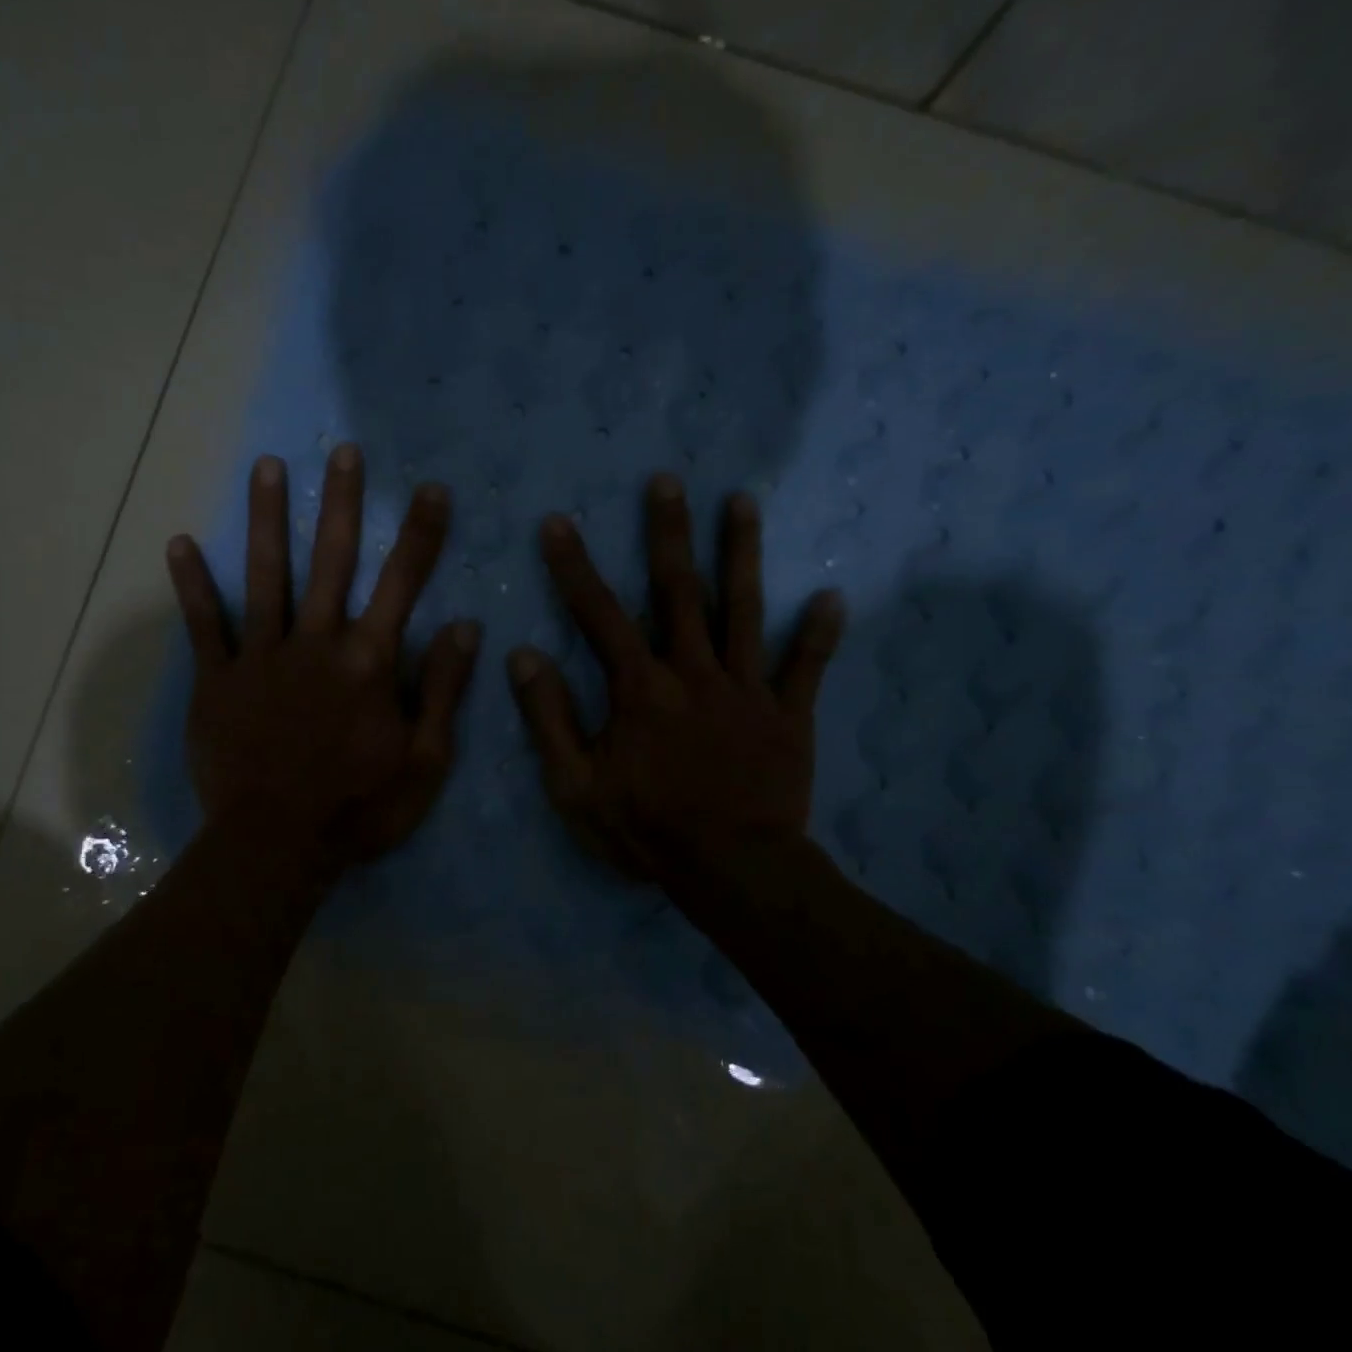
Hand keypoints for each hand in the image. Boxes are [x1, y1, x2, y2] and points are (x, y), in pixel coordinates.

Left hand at [165, 445, 480, 871]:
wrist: (277, 845)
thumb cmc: (360, 808)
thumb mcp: (425, 760)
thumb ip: (444, 690)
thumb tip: (465, 627)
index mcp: (369, 661)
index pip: (403, 583)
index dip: (421, 534)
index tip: (431, 489)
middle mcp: (317, 642)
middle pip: (332, 560)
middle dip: (342, 503)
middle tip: (343, 451)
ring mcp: (262, 657)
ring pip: (266, 575)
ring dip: (268, 519)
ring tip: (267, 467)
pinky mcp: (218, 680)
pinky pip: (205, 625)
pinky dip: (193, 585)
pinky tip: (182, 543)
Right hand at [508, 473, 844, 881]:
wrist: (732, 871)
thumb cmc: (646, 828)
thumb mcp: (575, 785)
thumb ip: (548, 718)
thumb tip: (522, 656)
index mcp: (640, 688)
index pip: (599, 615)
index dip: (573, 568)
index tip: (557, 524)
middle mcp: (693, 672)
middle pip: (679, 591)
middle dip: (668, 532)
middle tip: (667, 481)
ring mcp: (746, 689)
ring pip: (744, 609)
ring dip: (742, 553)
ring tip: (742, 502)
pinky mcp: (788, 715)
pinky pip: (804, 668)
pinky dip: (818, 634)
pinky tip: (829, 597)